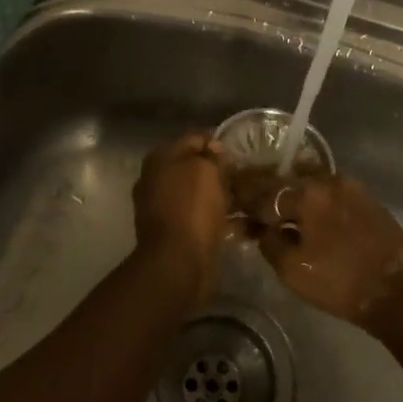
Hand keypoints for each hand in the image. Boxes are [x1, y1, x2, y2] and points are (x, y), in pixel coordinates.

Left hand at [132, 133, 236, 304]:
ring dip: (220, 195)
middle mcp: (156, 179)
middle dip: (218, 171)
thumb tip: (213, 148)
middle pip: (194, 167)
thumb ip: (210, 154)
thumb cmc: (191, 208)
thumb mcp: (205, 169)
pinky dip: (217, 218)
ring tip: (246, 199)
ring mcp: (162, 207)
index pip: (193, 139)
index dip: (217, 143)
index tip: (239, 154)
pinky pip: (199, 217)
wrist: (177, 262)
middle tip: (245, 177)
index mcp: (160, 159)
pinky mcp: (173, 232)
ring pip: (198, 193)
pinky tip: (240, 222)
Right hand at [230, 169, 402, 330]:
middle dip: (263, 189)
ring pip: (308, 181)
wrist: (398, 292)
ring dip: (288, 190)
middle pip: (286, 179)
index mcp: (307, 193)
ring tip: (272, 204)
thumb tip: (260, 227)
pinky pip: (327, 190)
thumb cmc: (340, 282)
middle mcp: (327, 180)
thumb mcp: (293, 270)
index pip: (264, 192)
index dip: (243, 199)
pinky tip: (302, 208)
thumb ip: (270, 242)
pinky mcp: (365, 198)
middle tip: (246, 198)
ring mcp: (350, 186)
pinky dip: (311, 196)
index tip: (229, 202)